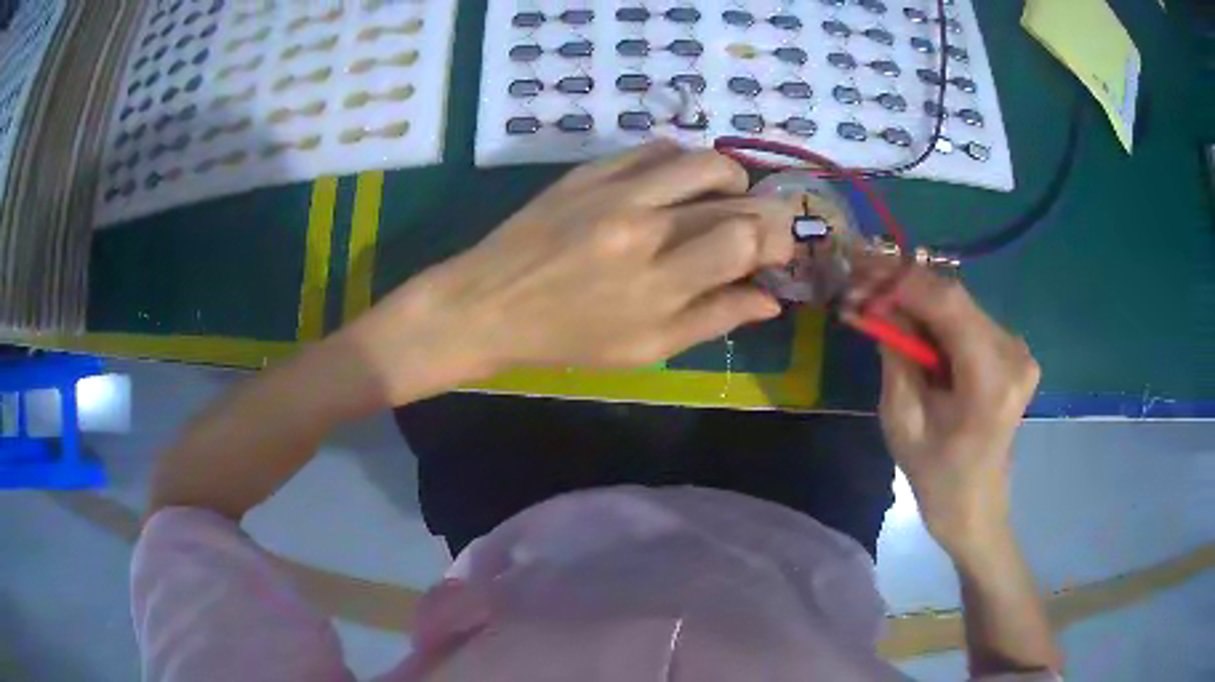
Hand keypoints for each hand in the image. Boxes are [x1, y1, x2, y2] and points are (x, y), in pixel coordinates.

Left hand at [339, 141, 796, 405]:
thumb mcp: (645, 350)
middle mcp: (642, 227)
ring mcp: (612, 190)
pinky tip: (677, 184)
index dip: (776, 238)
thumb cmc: (565, 340)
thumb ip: (712, 319)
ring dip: (728, 177)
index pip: (744, 237)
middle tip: (761, 225)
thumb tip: (769, 299)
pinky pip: (653, 148)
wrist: (486, 304)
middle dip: (764, 208)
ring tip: (724, 199)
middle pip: (732, 193)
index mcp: (657, 284)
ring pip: (699, 158)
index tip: (779, 249)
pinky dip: (681, 162)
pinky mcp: (588, 171)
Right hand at [854, 258, 1038, 557]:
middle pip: (955, 298)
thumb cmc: (936, 476)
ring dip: (920, 301)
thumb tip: (876, 305)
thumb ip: (895, 357)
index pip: (949, 305)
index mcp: (991, 380)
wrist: (975, 505)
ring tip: (881, 305)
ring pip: (960, 305)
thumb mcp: (902, 421)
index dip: (904, 282)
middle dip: (906, 287)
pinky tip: (913, 326)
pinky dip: (937, 317)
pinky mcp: (1014, 352)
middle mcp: (1014, 354)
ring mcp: (1018, 351)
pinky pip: (969, 319)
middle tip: (863, 286)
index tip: (862, 274)